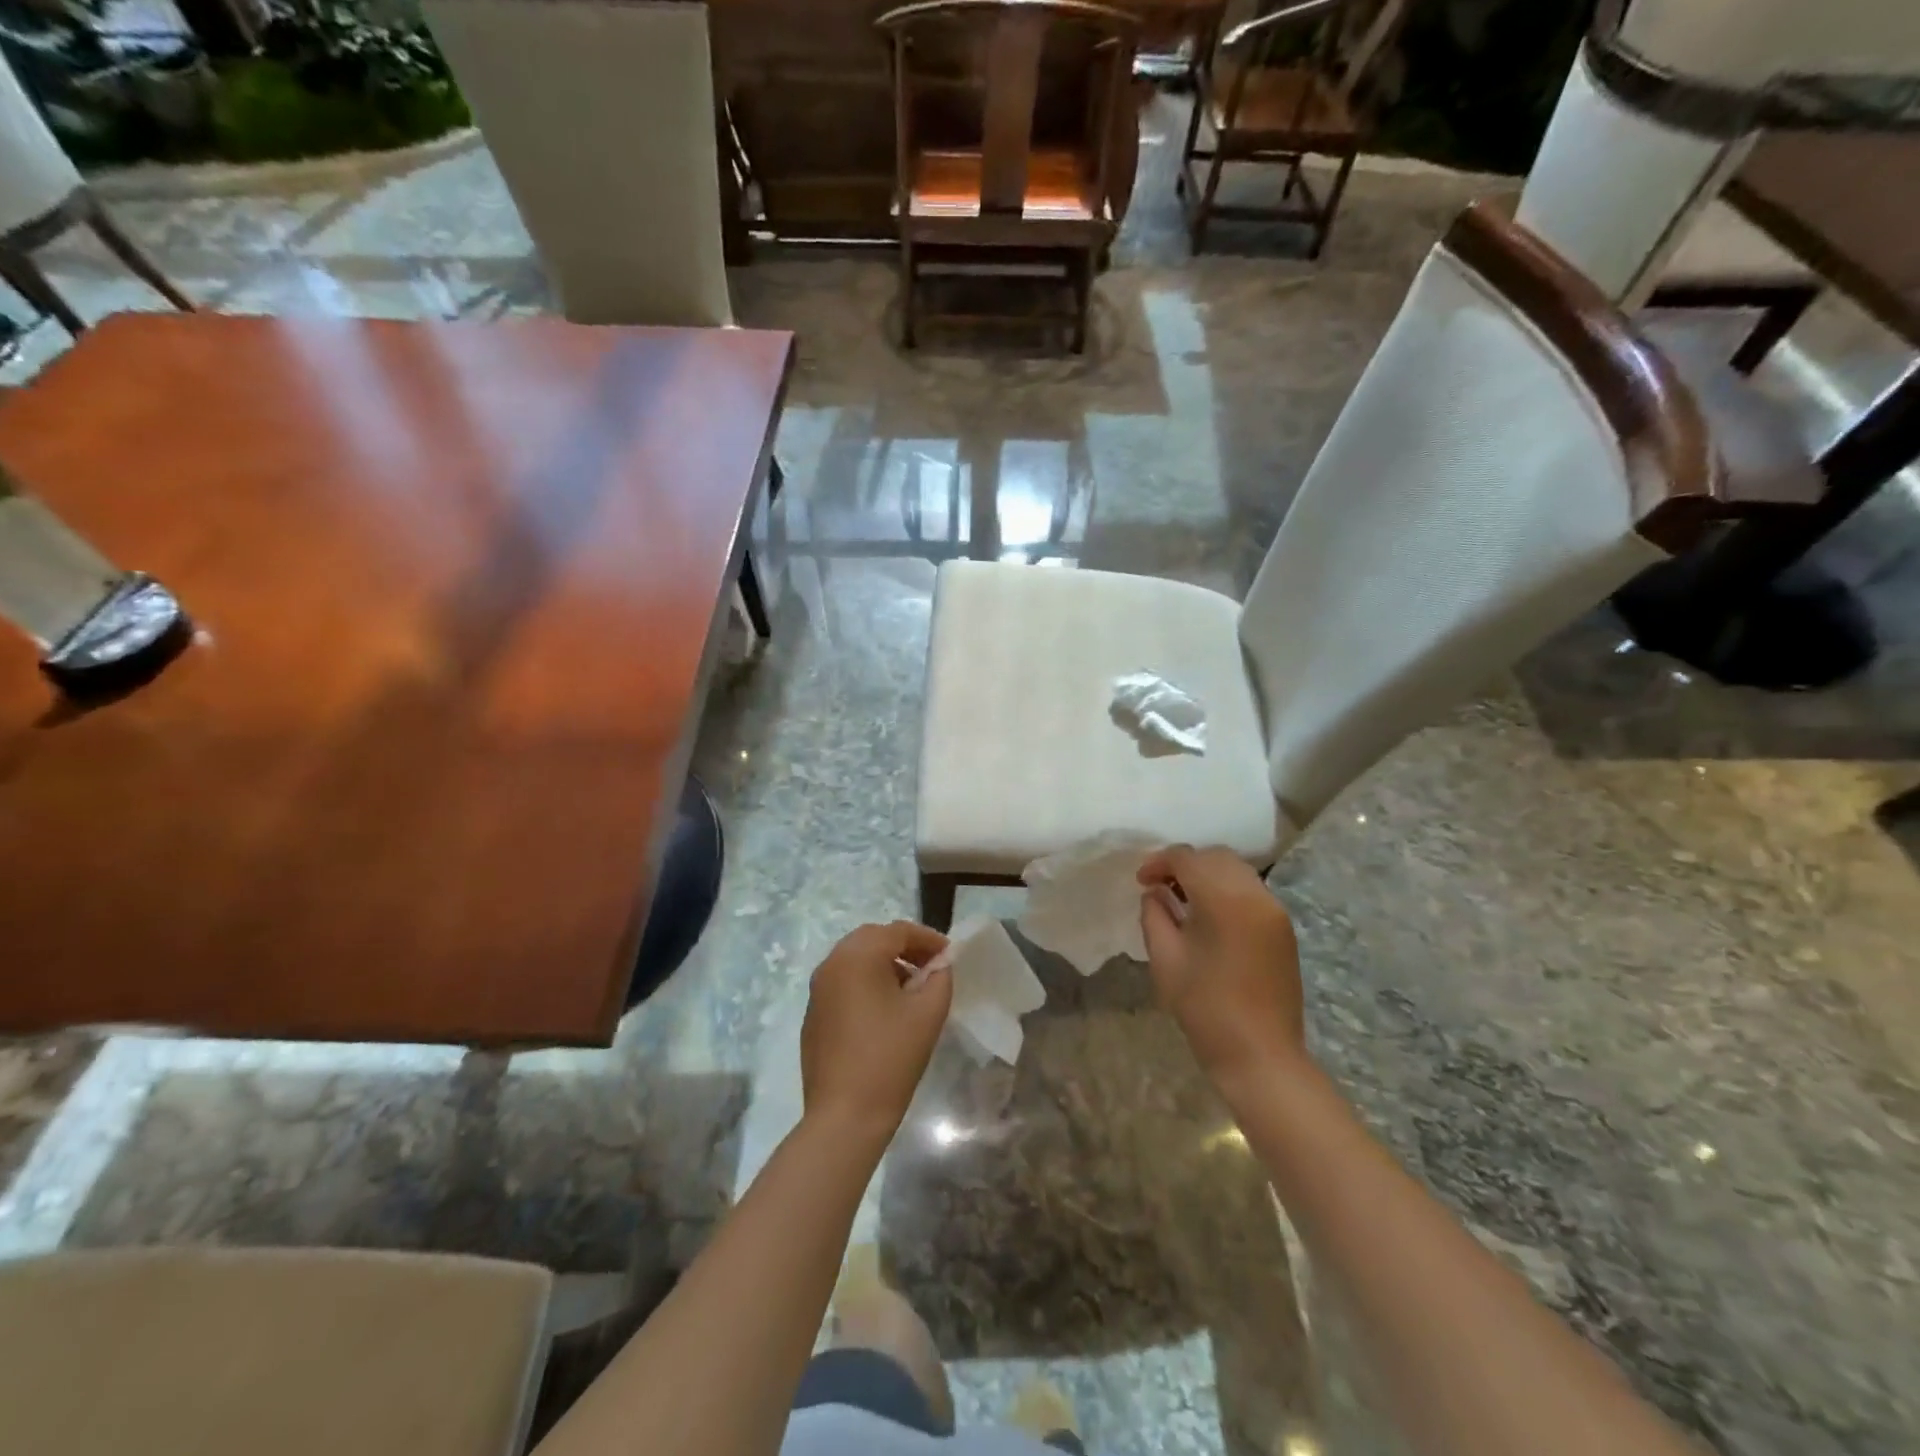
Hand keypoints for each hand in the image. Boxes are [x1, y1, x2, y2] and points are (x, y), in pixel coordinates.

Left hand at [801, 921, 951, 1143]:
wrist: (845, 1115)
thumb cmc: (891, 1057)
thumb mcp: (928, 1013)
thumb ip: (939, 978)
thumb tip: (939, 965)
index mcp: (858, 956)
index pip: (898, 931)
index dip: (928, 939)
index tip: (950, 955)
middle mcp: (832, 963)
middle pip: (873, 939)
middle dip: (905, 947)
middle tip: (931, 966)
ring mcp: (818, 989)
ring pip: (855, 959)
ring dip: (885, 964)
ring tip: (911, 988)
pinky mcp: (813, 1014)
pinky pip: (843, 983)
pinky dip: (866, 983)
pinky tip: (885, 1010)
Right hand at [1138, 845, 1304, 1086]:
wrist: (1261, 1056)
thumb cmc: (1206, 1009)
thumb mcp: (1165, 959)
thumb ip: (1155, 915)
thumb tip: (1156, 894)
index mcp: (1225, 901)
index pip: (1188, 859)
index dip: (1159, 863)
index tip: (1141, 882)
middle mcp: (1255, 895)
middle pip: (1216, 857)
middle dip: (1184, 864)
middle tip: (1159, 887)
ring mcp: (1274, 910)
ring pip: (1236, 870)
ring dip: (1207, 874)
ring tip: (1182, 899)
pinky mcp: (1283, 927)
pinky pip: (1250, 890)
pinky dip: (1226, 889)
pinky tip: (1208, 915)